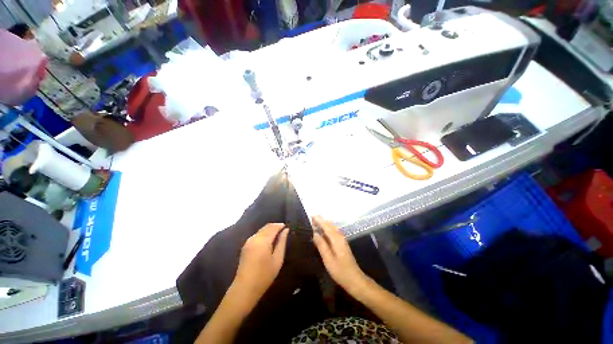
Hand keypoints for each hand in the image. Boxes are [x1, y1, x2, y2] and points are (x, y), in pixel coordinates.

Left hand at [233, 223, 288, 300]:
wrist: (245, 289)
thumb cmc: (264, 276)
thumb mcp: (277, 259)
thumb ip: (282, 242)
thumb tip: (286, 230)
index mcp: (262, 241)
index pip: (273, 227)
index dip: (281, 225)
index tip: (287, 227)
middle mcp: (254, 238)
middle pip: (266, 227)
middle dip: (275, 226)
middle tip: (284, 230)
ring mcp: (248, 241)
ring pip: (261, 230)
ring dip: (270, 229)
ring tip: (278, 235)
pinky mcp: (245, 245)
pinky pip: (257, 234)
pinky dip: (264, 233)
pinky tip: (269, 240)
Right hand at [312, 216, 367, 293]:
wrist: (355, 279)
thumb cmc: (340, 271)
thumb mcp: (328, 259)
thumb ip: (321, 245)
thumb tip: (315, 233)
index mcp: (336, 239)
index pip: (326, 226)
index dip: (319, 220)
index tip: (311, 215)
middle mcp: (340, 236)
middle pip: (330, 225)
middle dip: (321, 220)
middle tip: (311, 218)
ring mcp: (342, 240)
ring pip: (332, 228)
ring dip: (324, 224)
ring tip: (315, 223)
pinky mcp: (342, 244)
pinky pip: (333, 231)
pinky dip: (327, 228)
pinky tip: (323, 231)